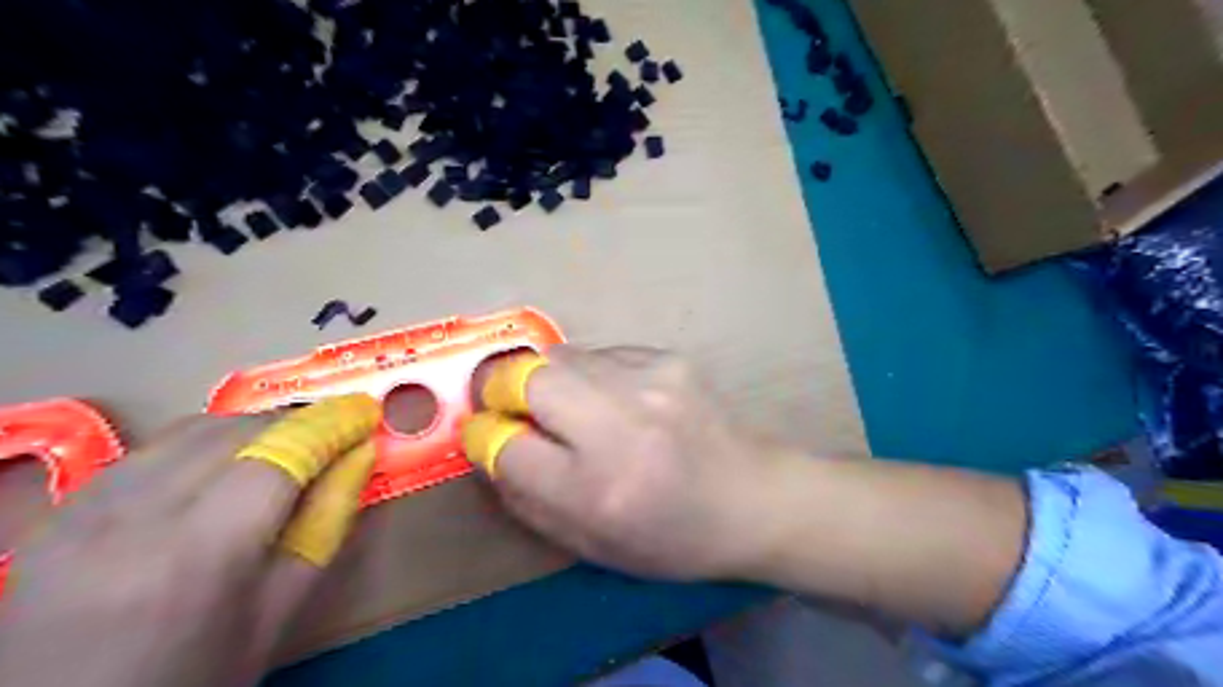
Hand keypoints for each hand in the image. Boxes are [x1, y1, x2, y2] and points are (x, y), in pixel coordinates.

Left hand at [0, 397, 381, 686]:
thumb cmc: (191, 679)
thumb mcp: (276, 613)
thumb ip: (326, 525)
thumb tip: (360, 456)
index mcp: (200, 554)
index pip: (279, 456)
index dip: (330, 425)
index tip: (366, 410)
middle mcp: (135, 517)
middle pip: (237, 432)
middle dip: (298, 423)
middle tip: (337, 434)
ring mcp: (86, 510)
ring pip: (194, 429)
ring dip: (255, 427)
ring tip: (289, 446)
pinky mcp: (63, 510)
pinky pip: (153, 448)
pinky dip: (207, 441)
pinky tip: (227, 464)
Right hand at [460, 350, 793, 578]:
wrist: (753, 498)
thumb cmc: (671, 537)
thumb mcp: (590, 543)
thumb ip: (525, 497)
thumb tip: (488, 444)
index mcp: (598, 489)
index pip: (506, 444)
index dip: (482, 436)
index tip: (484, 434)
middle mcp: (621, 425)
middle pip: (524, 376)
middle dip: (498, 387)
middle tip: (505, 403)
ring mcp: (649, 382)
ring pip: (559, 355)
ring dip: (543, 378)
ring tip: (564, 405)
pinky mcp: (669, 358)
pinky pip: (600, 354)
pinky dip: (589, 374)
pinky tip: (615, 399)